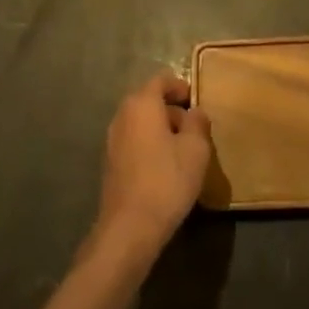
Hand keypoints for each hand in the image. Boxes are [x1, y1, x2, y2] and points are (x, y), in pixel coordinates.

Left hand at [91, 73, 211, 263]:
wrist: (130, 227)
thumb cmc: (167, 180)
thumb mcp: (196, 149)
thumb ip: (198, 122)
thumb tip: (194, 112)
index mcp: (142, 104)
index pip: (161, 80)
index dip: (180, 86)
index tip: (196, 101)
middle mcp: (122, 115)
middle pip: (149, 100)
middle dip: (172, 109)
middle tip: (194, 127)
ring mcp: (112, 140)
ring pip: (141, 122)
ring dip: (161, 128)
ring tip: (183, 149)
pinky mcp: (110, 163)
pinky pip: (134, 140)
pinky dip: (150, 144)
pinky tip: (166, 166)